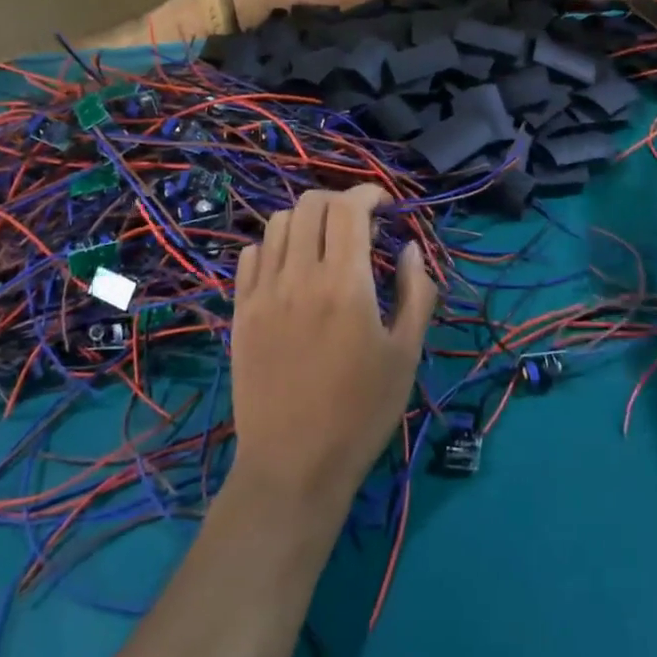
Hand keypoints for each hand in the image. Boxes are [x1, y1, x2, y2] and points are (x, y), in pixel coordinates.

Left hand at [229, 185, 437, 520]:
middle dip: (340, 201)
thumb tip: (409, 247)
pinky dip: (274, 246)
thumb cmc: (361, 412)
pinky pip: (250, 255)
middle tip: (359, 224)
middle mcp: (299, 277)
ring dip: (306, 221)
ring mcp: (263, 293)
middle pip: (310, 204)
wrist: (294, 463)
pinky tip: (291, 270)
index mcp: (345, 285)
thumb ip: (416, 291)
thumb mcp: (406, 354)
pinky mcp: (240, 312)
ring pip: (277, 224)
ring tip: (324, 244)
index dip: (370, 193)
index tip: (386, 205)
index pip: (349, 208)